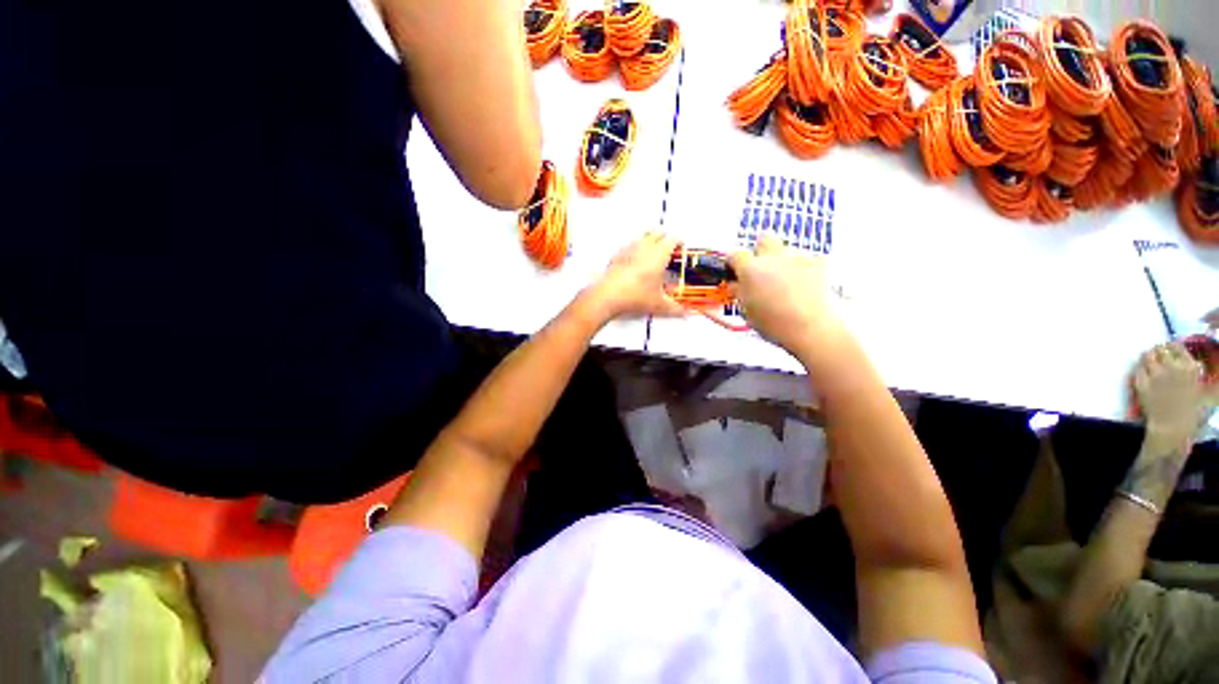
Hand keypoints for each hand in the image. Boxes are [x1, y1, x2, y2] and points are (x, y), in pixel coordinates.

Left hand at [586, 232, 684, 320]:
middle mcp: (644, 247)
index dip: (679, 242)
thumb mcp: (658, 305)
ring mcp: (629, 249)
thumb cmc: (636, 297)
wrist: (608, 296)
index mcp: (659, 255)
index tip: (681, 248)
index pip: (672, 240)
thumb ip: (674, 308)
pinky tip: (635, 261)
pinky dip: (636, 248)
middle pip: (657, 233)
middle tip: (669, 249)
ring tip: (653, 253)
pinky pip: (629, 245)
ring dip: (650, 240)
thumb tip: (684, 313)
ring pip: (642, 236)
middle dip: (665, 238)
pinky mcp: (617, 255)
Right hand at [729, 234, 849, 365]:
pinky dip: (803, 269)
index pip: (735, 255)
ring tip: (785, 283)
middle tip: (760, 270)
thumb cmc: (776, 324)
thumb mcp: (746, 310)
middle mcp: (773, 257)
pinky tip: (804, 286)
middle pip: (764, 240)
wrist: (813, 328)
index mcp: (751, 269)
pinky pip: (806, 259)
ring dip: (782, 261)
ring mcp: (798, 256)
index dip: (733, 263)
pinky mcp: (819, 262)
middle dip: (760, 251)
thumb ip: (739, 292)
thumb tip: (736, 284)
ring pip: (786, 250)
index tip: (734, 271)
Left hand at [1134, 342, 1211, 451]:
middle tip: (1156, 353)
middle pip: (1160, 351)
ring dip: (1147, 358)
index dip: (1171, 347)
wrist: (1172, 426)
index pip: (1177, 347)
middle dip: (1157, 351)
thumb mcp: (1200, 390)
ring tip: (1148, 360)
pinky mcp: (1141, 383)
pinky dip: (1139, 368)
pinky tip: (1141, 371)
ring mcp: (1155, 375)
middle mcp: (1171, 367)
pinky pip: (1137, 370)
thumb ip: (1196, 375)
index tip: (1168, 348)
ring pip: (1147, 358)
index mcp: (1189, 368)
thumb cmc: (1189, 410)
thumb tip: (1198, 366)